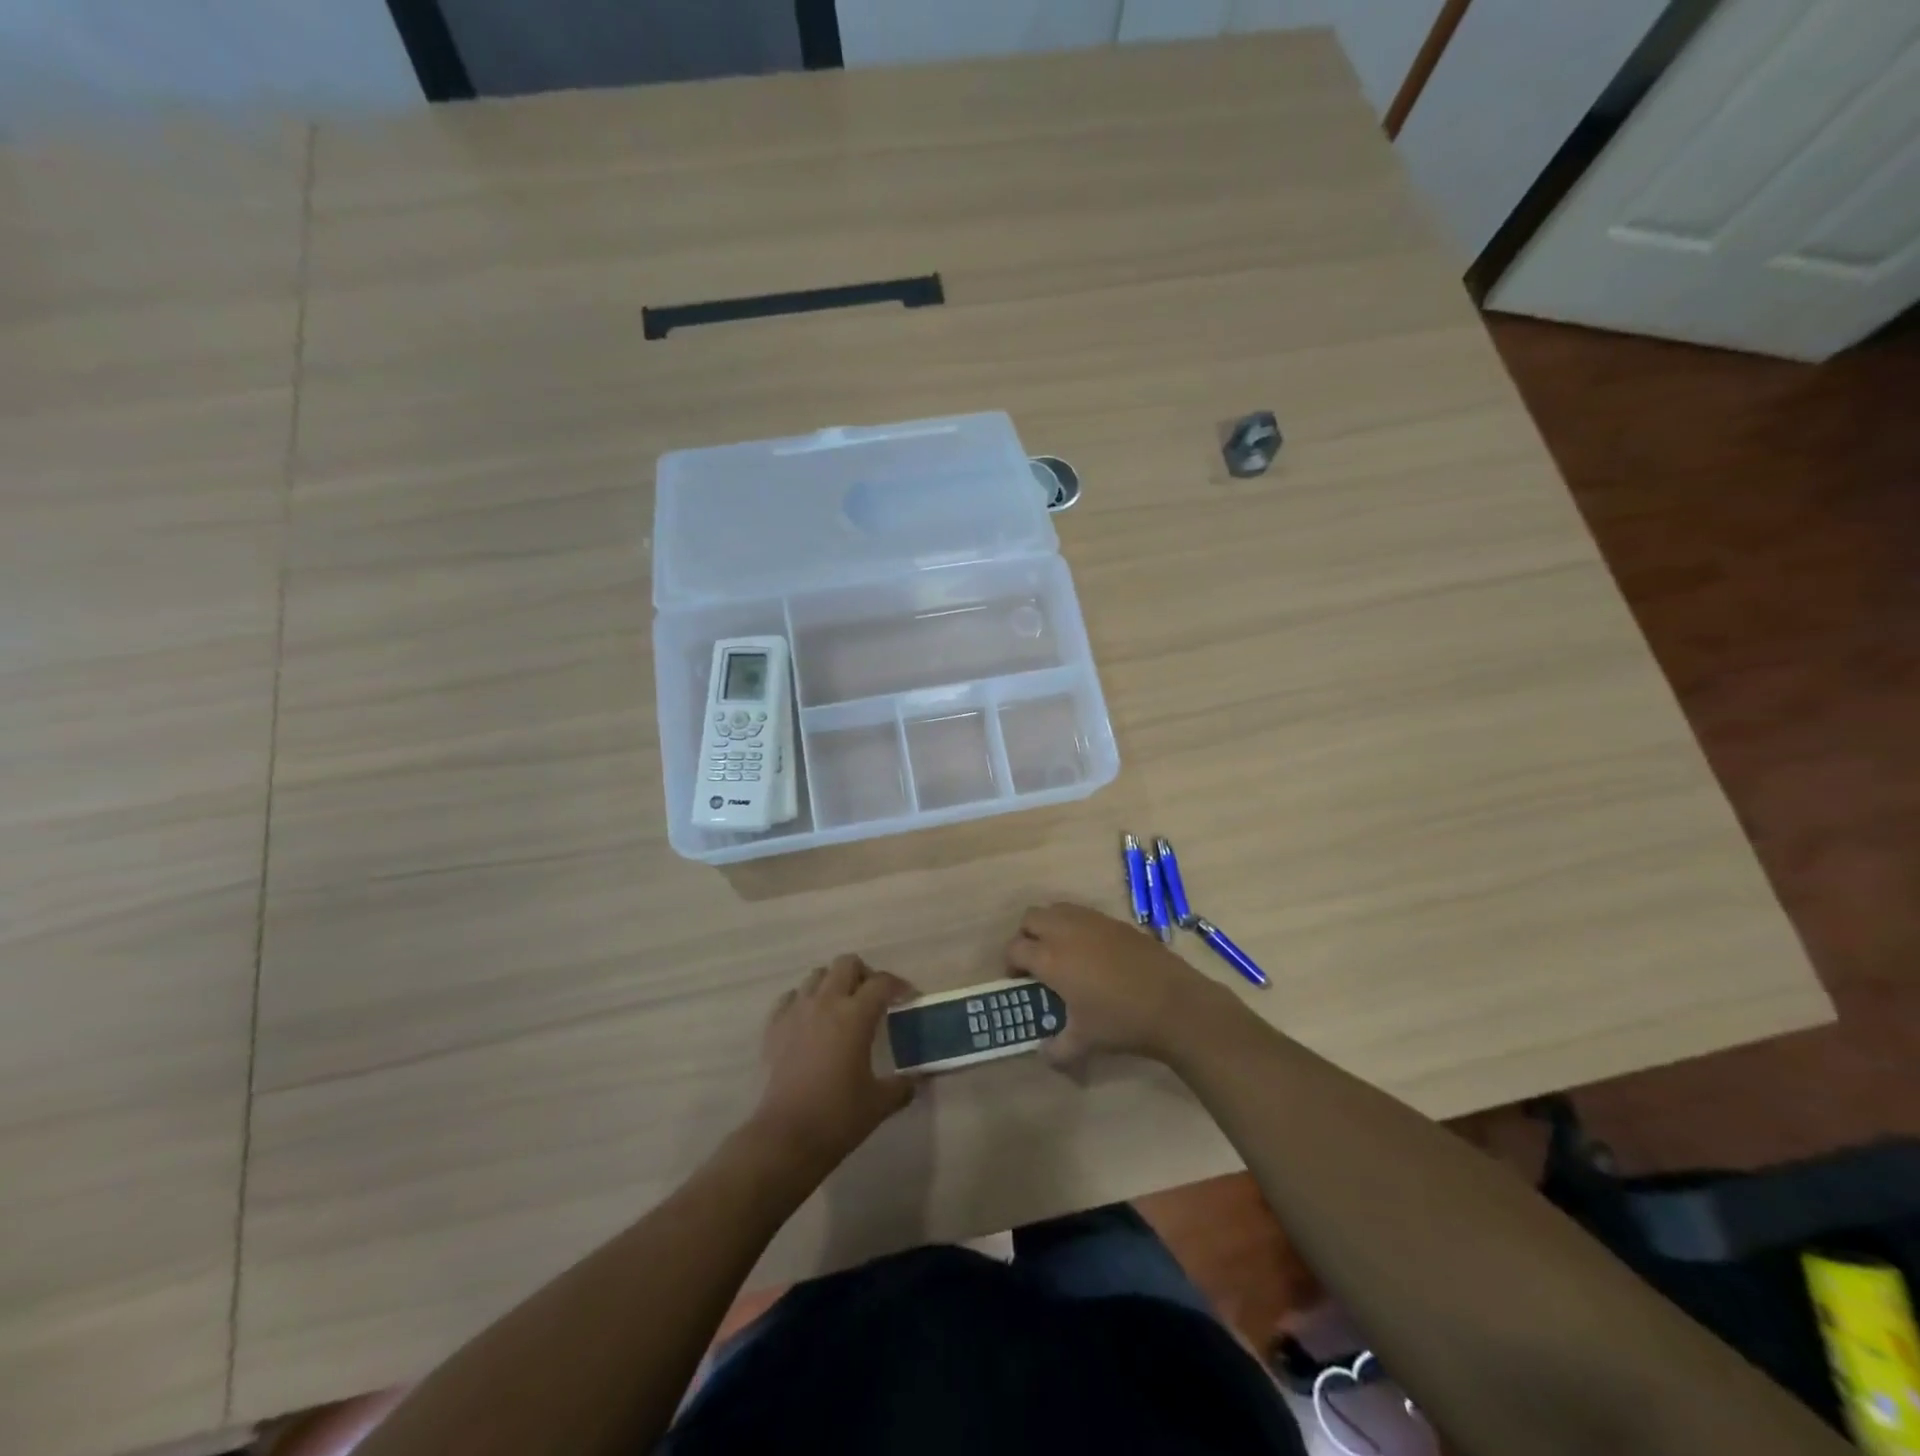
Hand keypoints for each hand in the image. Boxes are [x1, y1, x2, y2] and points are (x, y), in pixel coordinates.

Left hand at [747, 955, 915, 1173]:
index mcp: (855, 1015)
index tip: (908, 998)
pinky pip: (791, 998)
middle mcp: (826, 1003)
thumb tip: (916, 1080)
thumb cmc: (838, 1117)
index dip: (899, 986)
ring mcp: (796, 1012)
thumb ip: (902, 1086)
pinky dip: (804, 1000)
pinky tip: (810, 1021)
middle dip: (864, 974)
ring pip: (816, 975)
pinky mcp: (774, 1027)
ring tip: (842, 1006)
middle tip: (873, 998)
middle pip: (846, 964)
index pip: (882, 983)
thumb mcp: (880, 1103)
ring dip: (833, 983)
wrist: (786, 1137)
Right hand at [1005, 903, 1228, 1064]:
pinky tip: (1092, 952)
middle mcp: (1066, 931)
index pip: (1014, 948)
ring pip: (1057, 909)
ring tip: (1062, 952)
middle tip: (1036, 961)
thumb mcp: (1083, 1043)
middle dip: (1026, 936)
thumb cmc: (1121, 1022)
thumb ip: (1056, 1050)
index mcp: (1050, 958)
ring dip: (1050, 925)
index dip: (1010, 964)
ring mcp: (1092, 921)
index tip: (1019, 981)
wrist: (1174, 1003)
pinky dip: (1076, 925)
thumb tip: (1043, 1052)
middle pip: (1031, 918)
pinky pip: (1083, 913)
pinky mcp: (1115, 921)